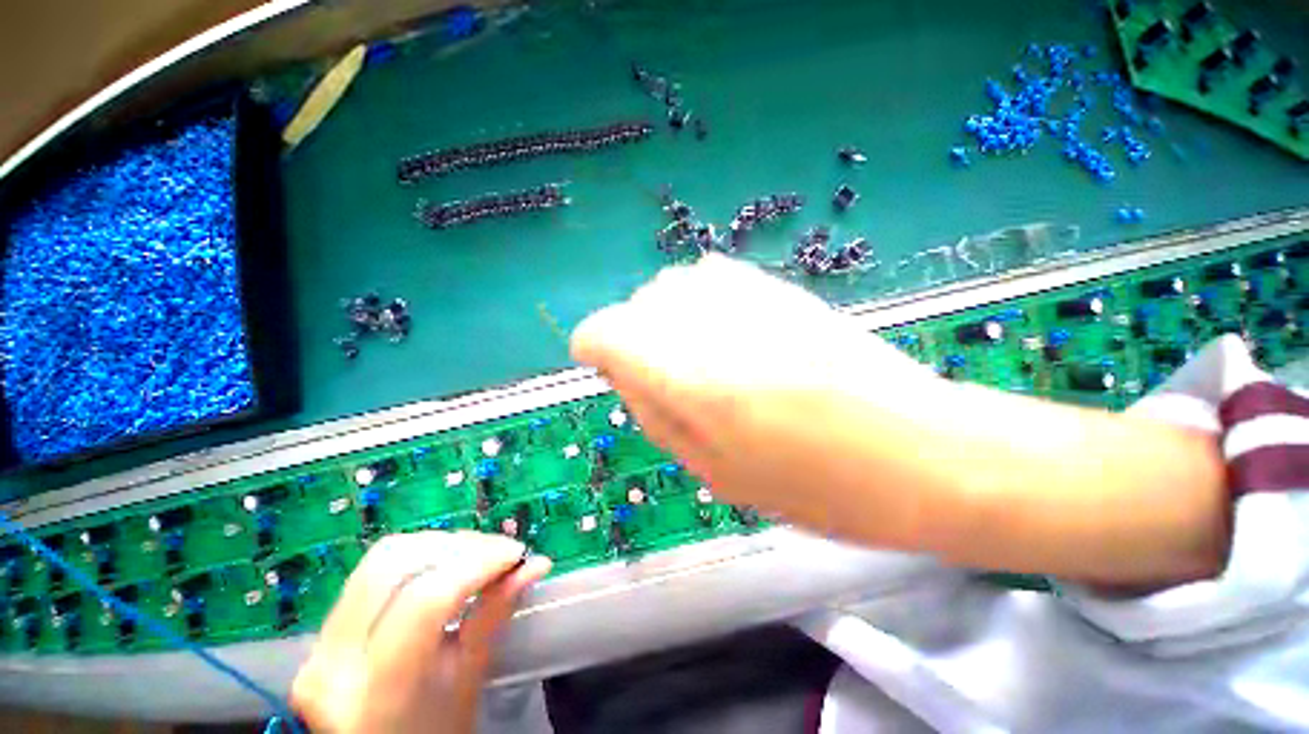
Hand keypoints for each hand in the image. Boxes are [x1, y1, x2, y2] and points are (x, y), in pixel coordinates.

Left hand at [291, 532, 550, 733]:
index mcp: (377, 693)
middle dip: (460, 546)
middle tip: (500, 552)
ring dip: (440, 545)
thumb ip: (494, 615)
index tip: (518, 553)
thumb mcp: (469, 682)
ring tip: (477, 555)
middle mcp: (334, 662)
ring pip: (383, 558)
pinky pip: (373, 570)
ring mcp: (320, 643)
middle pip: (397, 565)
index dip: (478, 563)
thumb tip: (537, 564)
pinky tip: (446, 564)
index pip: (427, 600)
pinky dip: (420, 555)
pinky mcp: (324, 628)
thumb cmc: (434, 731)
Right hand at [570, 254, 932, 537]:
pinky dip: (700, 302)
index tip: (609, 371)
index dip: (596, 349)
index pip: (603, 330)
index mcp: (690, 380)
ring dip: (667, 320)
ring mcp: (751, 295)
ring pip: (672, 285)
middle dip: (634, 340)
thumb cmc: (815, 486)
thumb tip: (621, 372)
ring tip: (698, 358)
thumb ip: (654, 414)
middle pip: (636, 305)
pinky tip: (726, 334)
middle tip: (665, 381)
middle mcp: (711, 324)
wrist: (918, 449)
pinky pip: (711, 276)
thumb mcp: (715, 473)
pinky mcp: (781, 286)